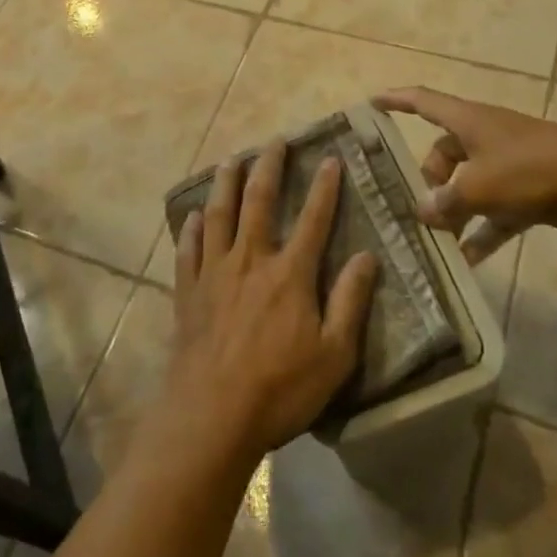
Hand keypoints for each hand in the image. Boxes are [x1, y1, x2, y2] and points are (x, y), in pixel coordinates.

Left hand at [167, 142, 379, 463]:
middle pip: (259, 201)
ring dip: (226, 183)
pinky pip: (188, 249)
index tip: (330, 158)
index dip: (325, 187)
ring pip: (219, 214)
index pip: (314, 219)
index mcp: (290, 274)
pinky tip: (193, 216)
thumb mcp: (333, 355)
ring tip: (230, 159)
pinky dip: (191, 228)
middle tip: (274, 141)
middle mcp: (250, 260)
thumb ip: (350, 302)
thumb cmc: (280, 389)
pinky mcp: (188, 291)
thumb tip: (368, 257)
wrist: (211, 416)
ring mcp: (214, 272)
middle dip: (269, 167)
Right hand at [373, 87, 556, 261]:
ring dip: (453, 210)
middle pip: (444, 153)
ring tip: (435, 240)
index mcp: (469, 121)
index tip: (371, 103)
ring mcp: (509, 164)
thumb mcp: (479, 186)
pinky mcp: (529, 192)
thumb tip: (424, 213)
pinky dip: (481, 232)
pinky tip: (467, 261)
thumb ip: (446, 201)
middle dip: (428, 180)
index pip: (423, 102)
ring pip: (468, 185)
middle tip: (416, 211)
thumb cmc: (531, 170)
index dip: (396, 101)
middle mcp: (485, 137)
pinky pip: (495, 212)